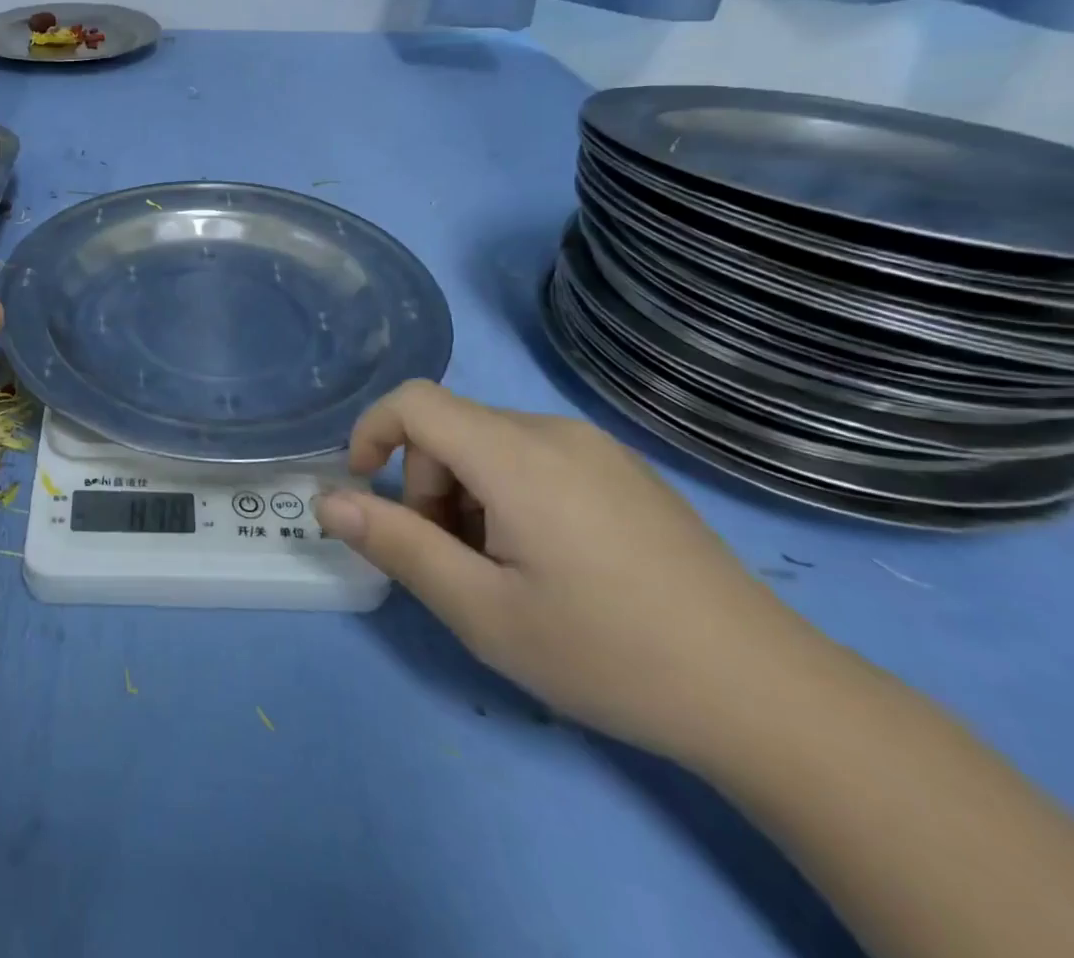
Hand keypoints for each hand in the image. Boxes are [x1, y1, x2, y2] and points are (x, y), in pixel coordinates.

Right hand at [315, 381, 822, 761]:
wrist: (770, 697)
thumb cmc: (608, 653)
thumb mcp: (482, 611)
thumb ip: (397, 545)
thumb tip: (328, 501)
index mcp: (517, 455)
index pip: (414, 401)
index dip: (371, 432)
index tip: (365, 490)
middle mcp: (555, 432)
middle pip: (451, 428)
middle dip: (426, 485)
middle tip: (453, 563)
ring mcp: (597, 449)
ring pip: (492, 444)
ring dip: (467, 494)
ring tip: (505, 573)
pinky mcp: (626, 472)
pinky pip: (536, 458)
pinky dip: (509, 494)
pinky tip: (552, 563)